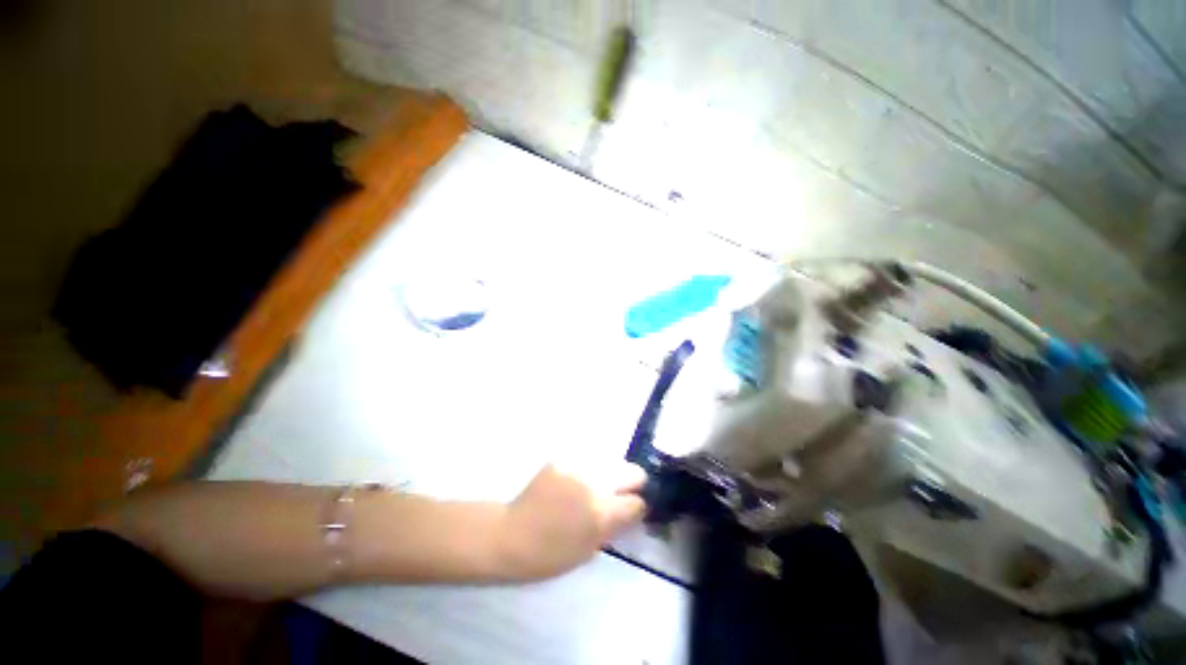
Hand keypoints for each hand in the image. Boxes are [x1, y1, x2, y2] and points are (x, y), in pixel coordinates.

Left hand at [495, 463, 646, 580]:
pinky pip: (587, 461)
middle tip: (621, 493)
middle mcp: (594, 484)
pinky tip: (575, 482)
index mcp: (601, 513)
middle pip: (632, 471)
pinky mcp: (564, 459)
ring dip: (609, 474)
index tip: (633, 509)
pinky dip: (588, 471)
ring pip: (611, 462)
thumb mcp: (589, 549)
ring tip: (595, 486)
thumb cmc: (549, 554)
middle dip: (632, 483)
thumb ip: (615, 526)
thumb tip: (633, 509)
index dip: (638, 507)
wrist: (511, 534)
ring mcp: (578, 467)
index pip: (637, 502)